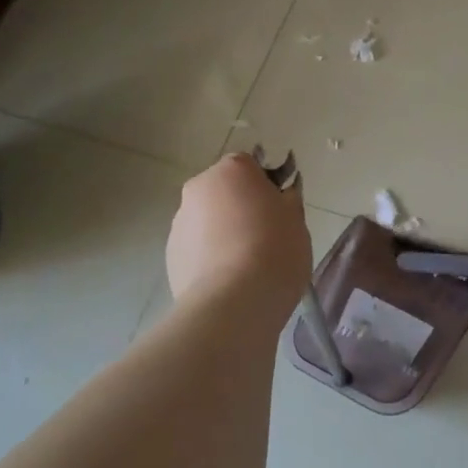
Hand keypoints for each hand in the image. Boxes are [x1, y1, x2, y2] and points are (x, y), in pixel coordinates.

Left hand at [166, 154, 311, 307]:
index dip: (266, 184)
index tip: (280, 208)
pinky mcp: (171, 255)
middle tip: (267, 234)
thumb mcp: (296, 219)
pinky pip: (197, 246)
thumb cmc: (275, 250)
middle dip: (241, 206)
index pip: (250, 165)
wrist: (235, 302)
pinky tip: (230, 278)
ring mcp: (179, 222)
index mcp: (232, 170)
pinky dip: (211, 255)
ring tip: (247, 262)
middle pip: (224, 191)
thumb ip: (288, 199)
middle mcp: (198, 188)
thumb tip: (281, 194)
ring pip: (208, 219)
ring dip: (225, 230)